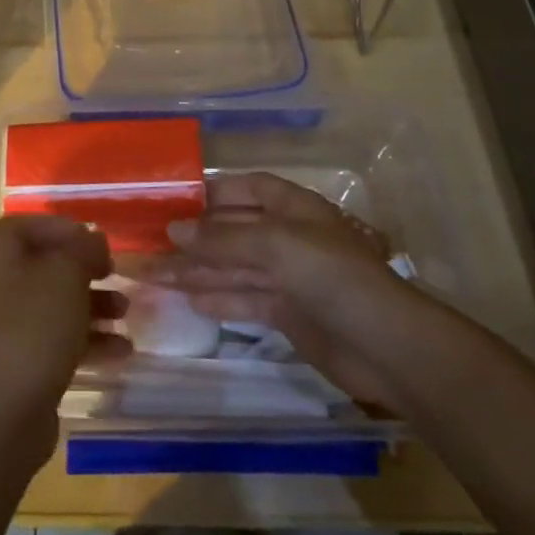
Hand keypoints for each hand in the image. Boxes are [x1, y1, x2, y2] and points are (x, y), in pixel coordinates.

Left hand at [0, 215, 130, 469]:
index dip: (62, 227)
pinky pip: (56, 339)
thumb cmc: (33, 327)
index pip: (27, 224)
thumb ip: (83, 249)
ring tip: (125, 313)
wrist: (2, 413)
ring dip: (92, 304)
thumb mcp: (66, 275)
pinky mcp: (19, 362)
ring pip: (54, 303)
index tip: (94, 239)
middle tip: (114, 272)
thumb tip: (93, 240)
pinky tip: (121, 351)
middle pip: (45, 264)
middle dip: (84, 268)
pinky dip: (87, 340)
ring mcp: (5, 325)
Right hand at [150, 173, 412, 407]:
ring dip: (196, 270)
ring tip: (152, 275)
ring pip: (233, 267)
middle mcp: (288, 237)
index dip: (213, 192)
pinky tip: (185, 298)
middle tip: (149, 244)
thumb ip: (223, 239)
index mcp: (293, 208)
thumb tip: (173, 231)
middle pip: (233, 230)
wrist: (385, 346)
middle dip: (195, 238)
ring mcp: (288, 277)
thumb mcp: (275, 245)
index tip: (174, 201)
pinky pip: (243, 299)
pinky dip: (216, 298)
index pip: (247, 188)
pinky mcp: (287, 314)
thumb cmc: (331, 276)